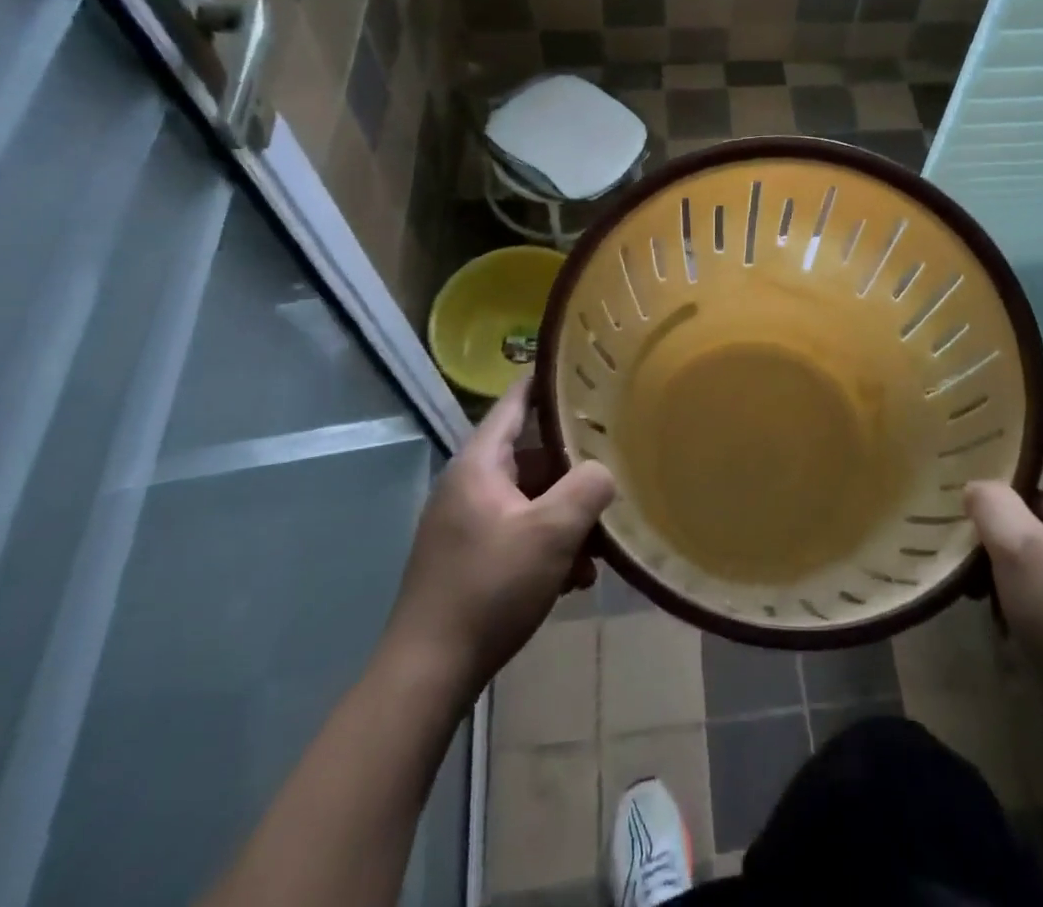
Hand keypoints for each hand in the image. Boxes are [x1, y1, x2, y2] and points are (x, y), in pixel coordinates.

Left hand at [380, 379, 614, 696]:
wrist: (427, 674)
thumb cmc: (489, 588)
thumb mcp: (551, 533)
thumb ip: (587, 488)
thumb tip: (604, 470)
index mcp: (479, 464)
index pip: (516, 401)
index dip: (549, 382)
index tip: (586, 369)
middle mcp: (468, 485)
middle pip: (531, 456)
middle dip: (574, 468)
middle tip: (615, 467)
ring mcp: (465, 523)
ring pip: (529, 499)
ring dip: (566, 516)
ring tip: (600, 544)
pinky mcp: (468, 558)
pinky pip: (518, 533)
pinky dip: (547, 545)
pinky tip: (574, 578)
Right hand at [964, 411, 1042, 725]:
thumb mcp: (1022, 551)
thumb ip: (991, 502)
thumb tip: (974, 485)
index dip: (1018, 409)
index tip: (973, 394)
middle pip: (1031, 472)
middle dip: (988, 466)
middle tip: (939, 451)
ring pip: (1020, 515)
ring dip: (987, 518)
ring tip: (940, 509)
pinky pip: (1021, 554)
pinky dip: (995, 557)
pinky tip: (964, 571)